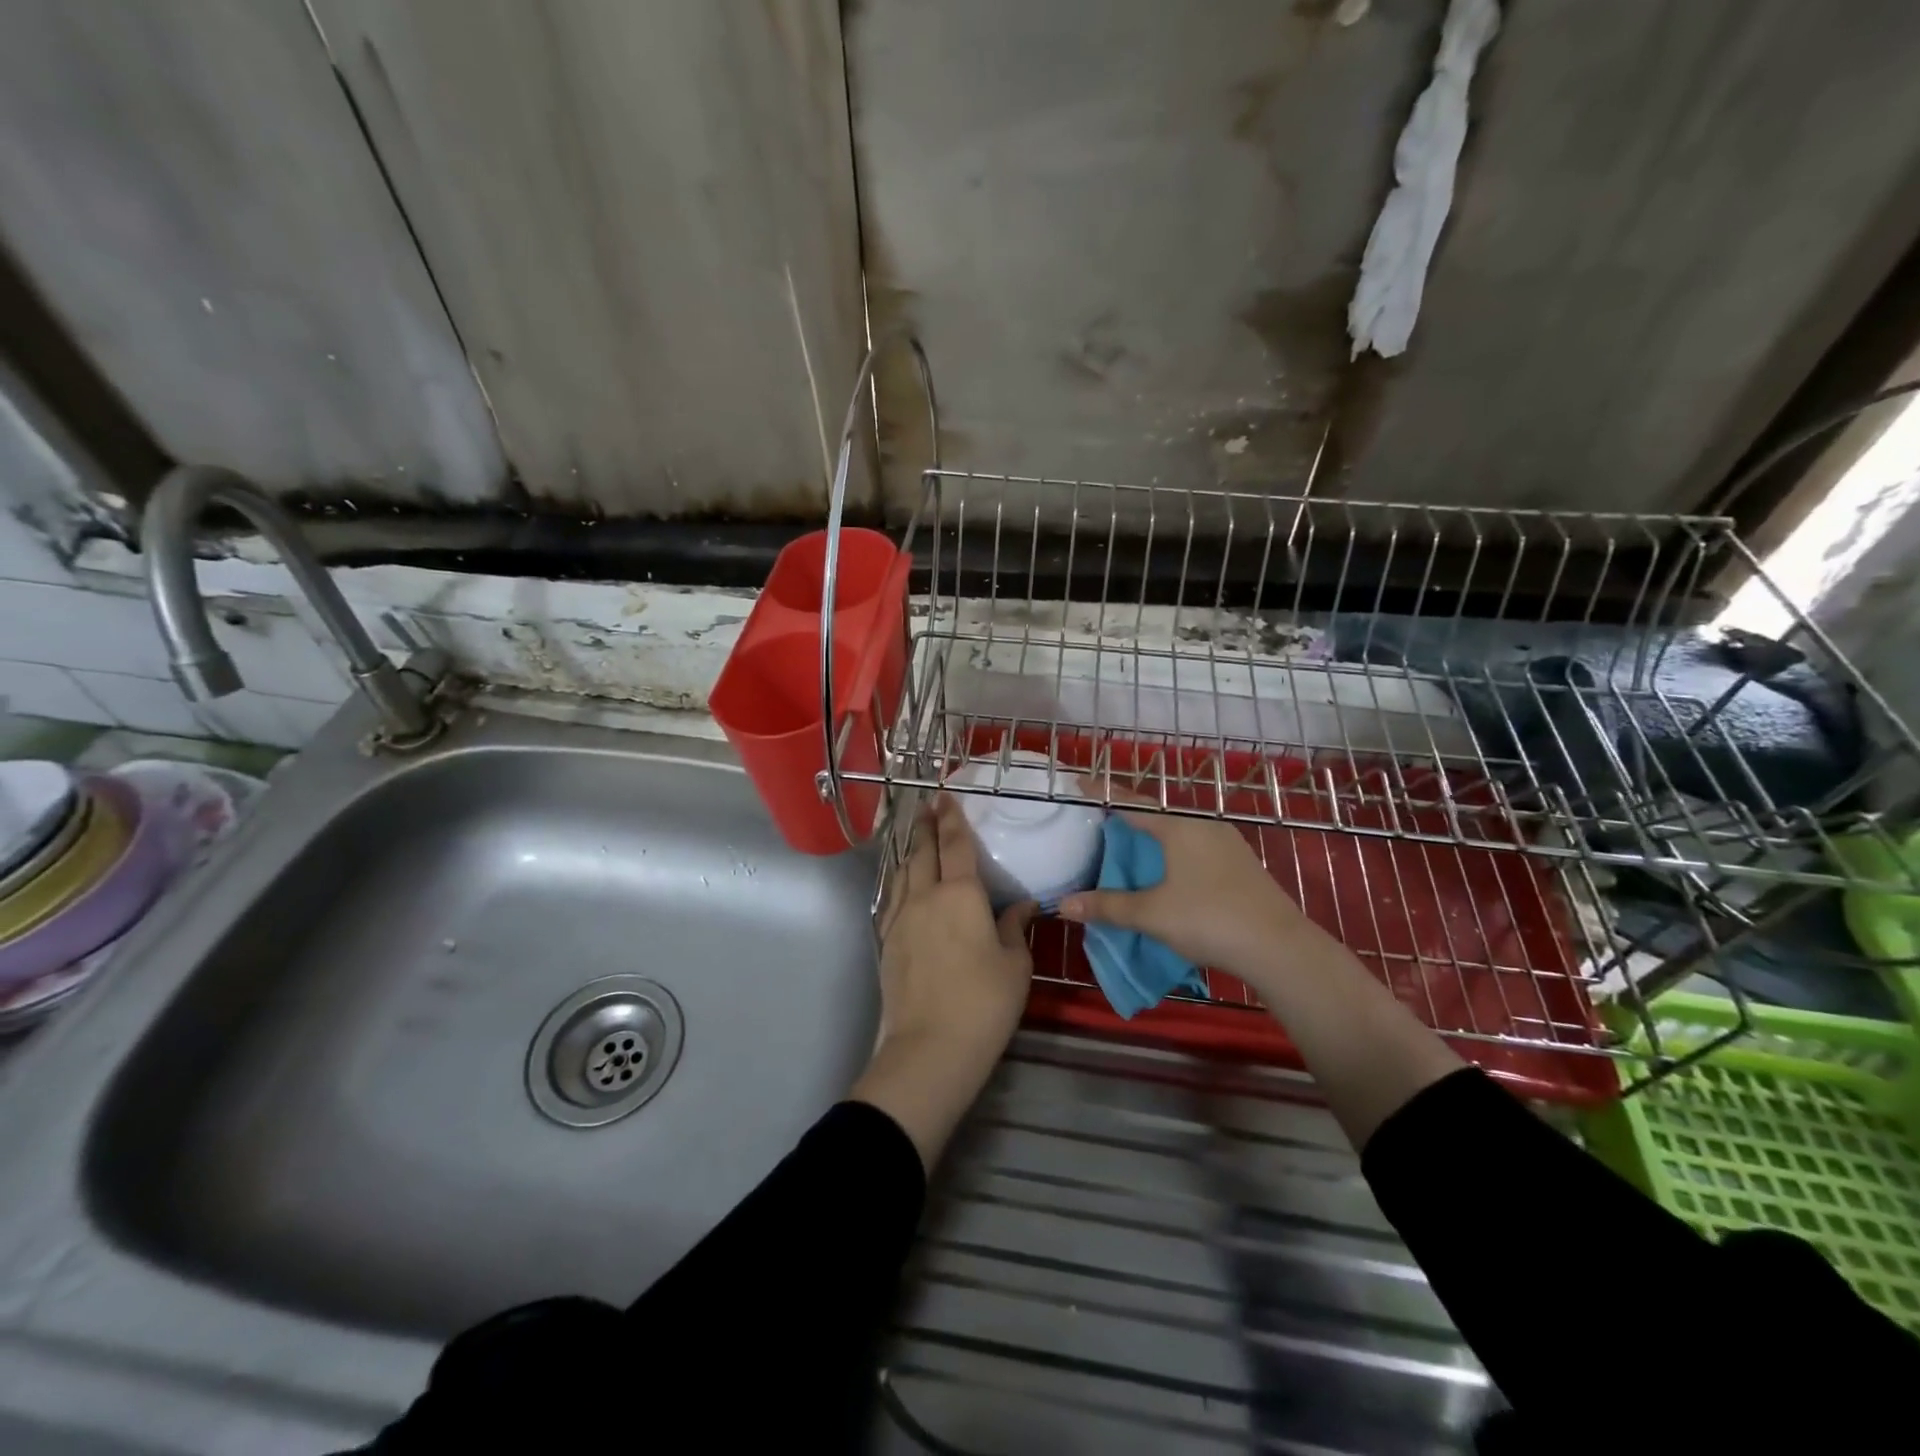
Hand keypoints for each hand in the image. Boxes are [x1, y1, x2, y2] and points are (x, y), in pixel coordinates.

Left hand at [852, 795, 1035, 1169]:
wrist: (929, 1049)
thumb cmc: (983, 1004)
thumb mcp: (1015, 966)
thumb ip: (1015, 928)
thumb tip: (1021, 906)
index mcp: (960, 895)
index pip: (955, 845)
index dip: (952, 818)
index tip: (946, 796)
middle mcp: (925, 897)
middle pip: (922, 852)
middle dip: (925, 826)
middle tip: (927, 807)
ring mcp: (900, 919)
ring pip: (903, 873)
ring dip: (911, 852)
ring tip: (917, 841)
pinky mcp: (886, 942)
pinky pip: (893, 899)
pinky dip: (901, 882)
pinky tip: (905, 887)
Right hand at [1056, 789, 1319, 981]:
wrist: (1280, 948)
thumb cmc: (1209, 919)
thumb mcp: (1151, 914)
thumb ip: (1107, 906)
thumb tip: (1064, 904)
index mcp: (1180, 827)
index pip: (1132, 803)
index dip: (1104, 794)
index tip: (1080, 783)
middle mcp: (1204, 826)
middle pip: (1157, 818)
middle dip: (1128, 822)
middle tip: (1100, 827)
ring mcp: (1228, 845)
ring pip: (1179, 836)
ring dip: (1153, 843)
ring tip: (1129, 854)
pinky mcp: (1242, 866)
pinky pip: (1196, 851)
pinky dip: (1173, 857)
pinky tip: (1167, 878)